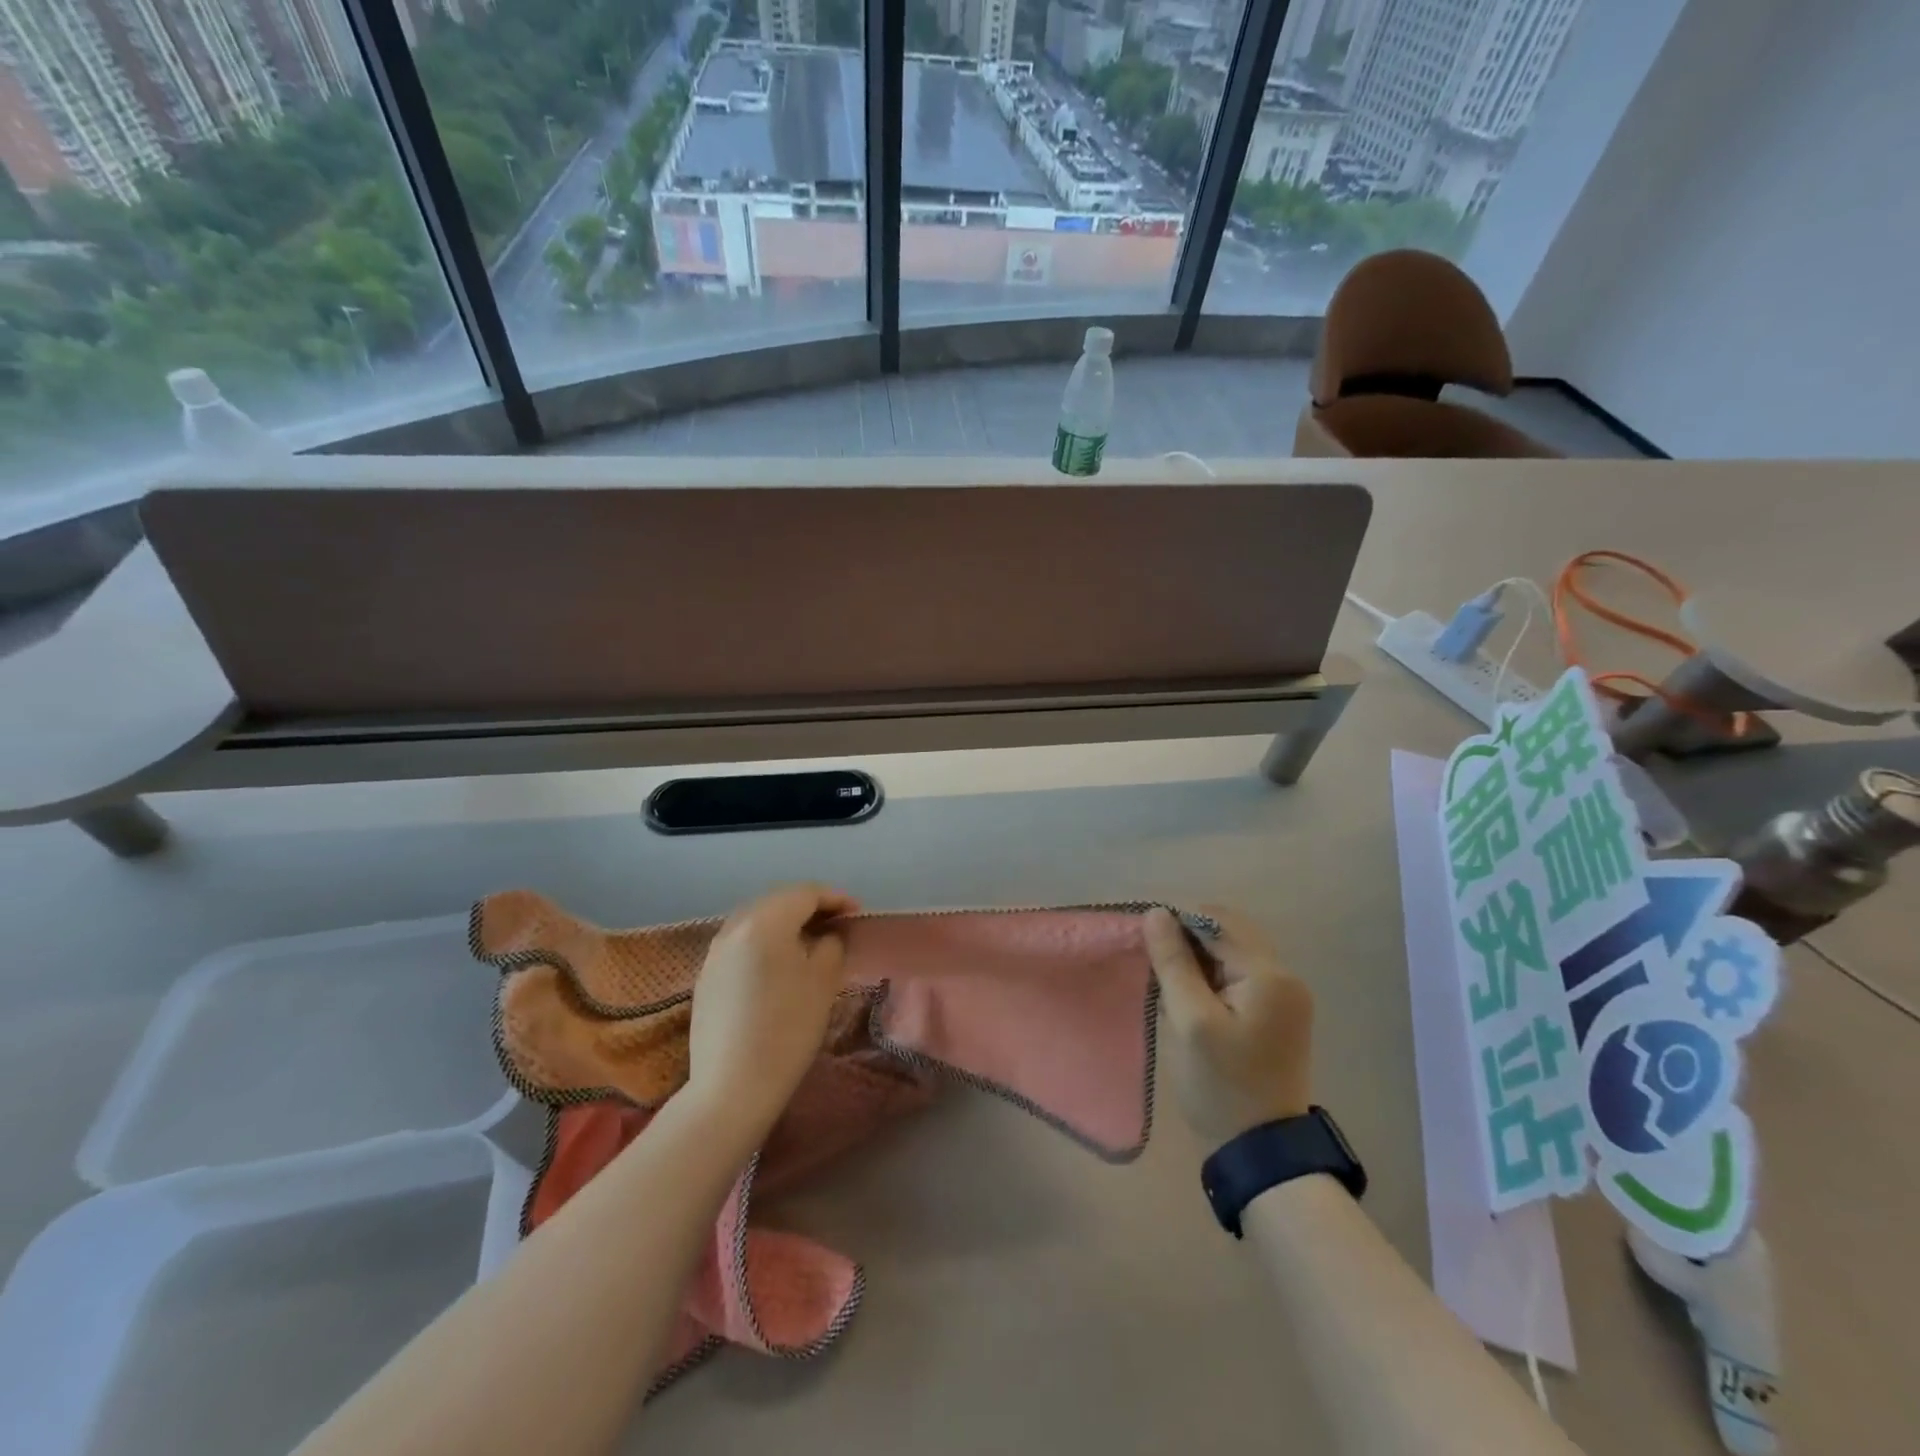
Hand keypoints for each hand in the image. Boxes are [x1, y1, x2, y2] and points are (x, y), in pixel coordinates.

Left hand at [685, 884, 858, 1134]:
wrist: (731, 1087)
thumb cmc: (787, 1030)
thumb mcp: (823, 982)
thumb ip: (831, 945)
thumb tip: (827, 935)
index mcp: (766, 922)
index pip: (805, 893)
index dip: (835, 898)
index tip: (857, 912)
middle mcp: (735, 927)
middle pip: (778, 900)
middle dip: (809, 905)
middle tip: (836, 921)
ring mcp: (715, 951)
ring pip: (756, 919)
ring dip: (785, 920)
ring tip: (810, 938)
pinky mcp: (706, 975)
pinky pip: (741, 941)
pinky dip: (764, 939)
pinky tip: (778, 961)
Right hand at [1144, 905, 1313, 1148]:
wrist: (1262, 1152)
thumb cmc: (1221, 1085)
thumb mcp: (1190, 1021)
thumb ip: (1174, 962)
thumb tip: (1157, 913)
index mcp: (1269, 975)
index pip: (1217, 922)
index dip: (1178, 922)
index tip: (1145, 940)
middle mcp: (1285, 976)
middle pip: (1229, 933)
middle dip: (1188, 938)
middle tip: (1155, 964)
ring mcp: (1285, 996)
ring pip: (1232, 953)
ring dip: (1198, 958)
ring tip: (1168, 983)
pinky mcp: (1278, 1014)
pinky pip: (1239, 975)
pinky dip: (1211, 976)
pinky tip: (1190, 998)